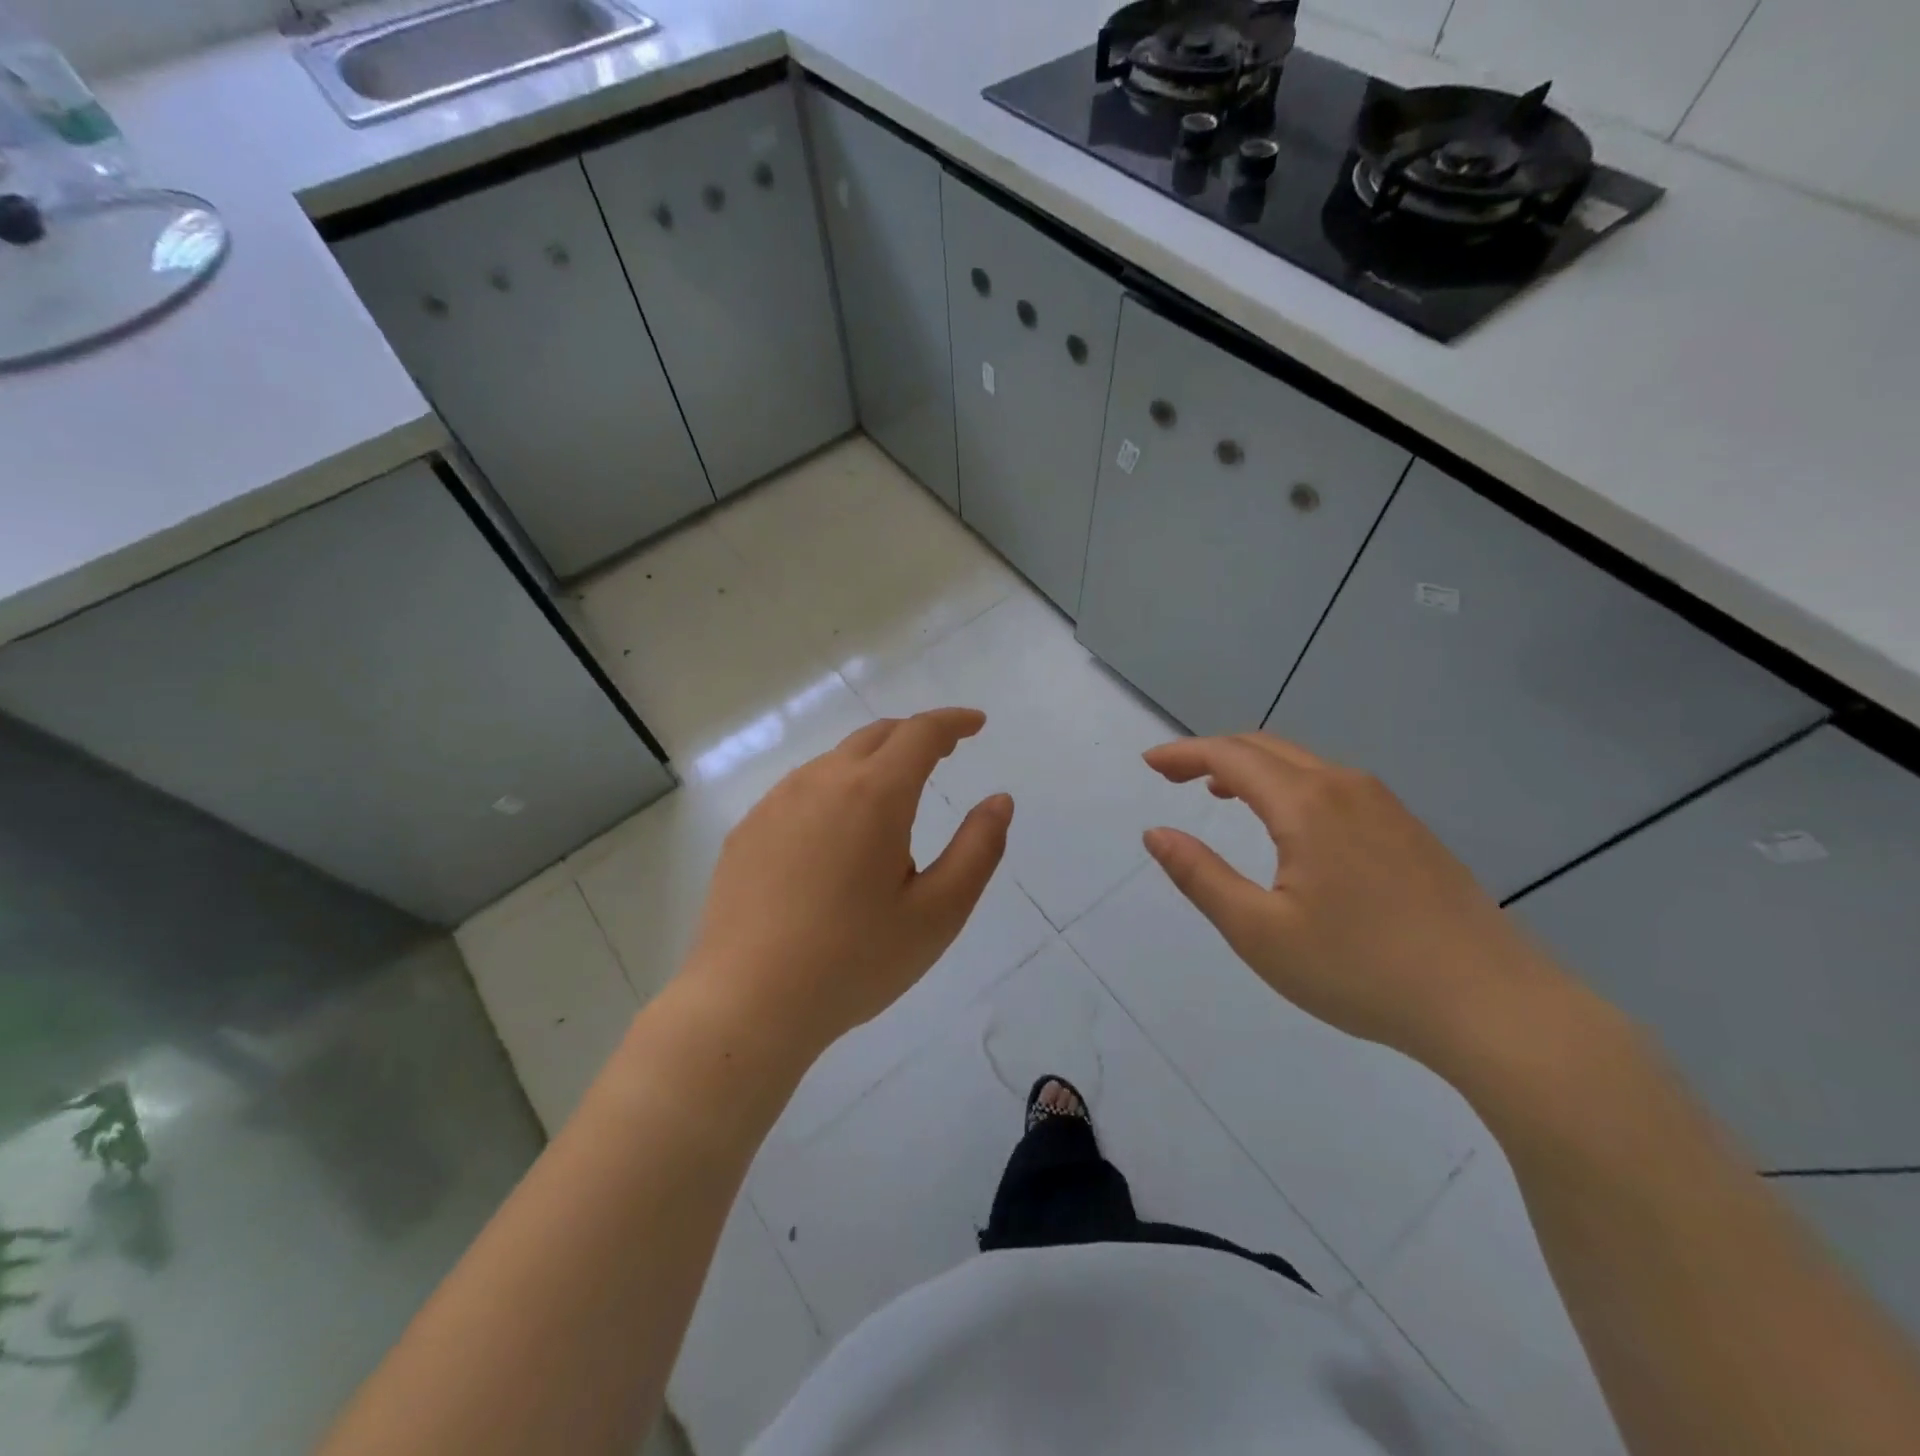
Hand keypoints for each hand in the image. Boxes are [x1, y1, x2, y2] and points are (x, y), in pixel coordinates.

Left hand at [678, 709, 1012, 1066]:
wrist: (748, 1002)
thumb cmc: (855, 961)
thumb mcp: (938, 913)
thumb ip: (978, 849)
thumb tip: (999, 801)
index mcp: (874, 793)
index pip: (921, 733)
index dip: (953, 722)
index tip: (976, 724)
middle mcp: (821, 780)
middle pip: (876, 736)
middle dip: (915, 736)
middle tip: (944, 755)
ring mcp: (776, 802)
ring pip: (835, 761)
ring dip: (873, 764)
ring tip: (891, 804)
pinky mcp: (747, 829)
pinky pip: (801, 790)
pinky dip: (834, 791)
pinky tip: (835, 836)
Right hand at [1141, 733, 1570, 1072]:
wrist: (1493, 1006)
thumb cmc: (1361, 969)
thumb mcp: (1259, 931)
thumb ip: (1200, 876)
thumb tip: (1156, 833)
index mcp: (1306, 804)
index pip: (1230, 756)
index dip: (1184, 753)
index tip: (1150, 764)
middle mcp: (1346, 788)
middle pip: (1267, 748)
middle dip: (1213, 754)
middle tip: (1174, 775)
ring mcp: (1386, 807)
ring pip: (1304, 765)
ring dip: (1254, 769)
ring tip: (1220, 793)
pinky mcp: (1410, 831)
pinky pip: (1334, 786)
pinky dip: (1291, 786)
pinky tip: (1289, 825)